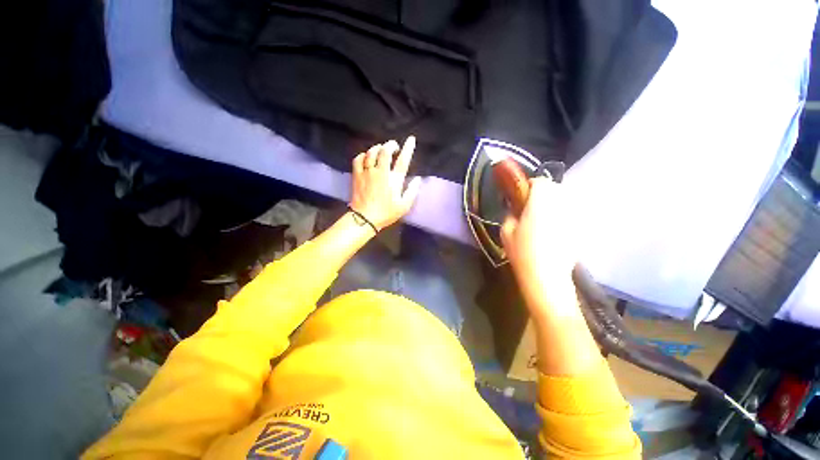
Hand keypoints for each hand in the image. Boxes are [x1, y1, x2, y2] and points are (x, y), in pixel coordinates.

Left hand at [350, 136, 421, 229]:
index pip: (402, 160)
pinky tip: (366, 157)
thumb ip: (412, 191)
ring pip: (371, 152)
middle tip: (394, 147)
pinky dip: (363, 155)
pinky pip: (358, 159)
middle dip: (390, 145)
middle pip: (385, 151)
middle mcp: (380, 172)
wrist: (365, 219)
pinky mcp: (357, 175)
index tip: (411, 139)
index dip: (408, 148)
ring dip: (377, 148)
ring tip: (381, 150)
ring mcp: (367, 172)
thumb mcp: (404, 206)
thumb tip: (417, 179)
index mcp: (393, 180)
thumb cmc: (386, 213)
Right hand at [501, 177, 578, 312]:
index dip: (530, 187)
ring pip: (563, 201)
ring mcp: (572, 218)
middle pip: (555, 189)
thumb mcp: (506, 232)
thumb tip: (515, 210)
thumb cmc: (522, 253)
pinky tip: (551, 232)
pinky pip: (569, 215)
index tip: (521, 198)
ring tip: (541, 220)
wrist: (546, 278)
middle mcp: (560, 206)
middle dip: (542, 194)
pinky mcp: (578, 230)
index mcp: (540, 203)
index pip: (540, 182)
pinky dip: (560, 217)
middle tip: (529, 209)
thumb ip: (510, 215)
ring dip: (552, 205)